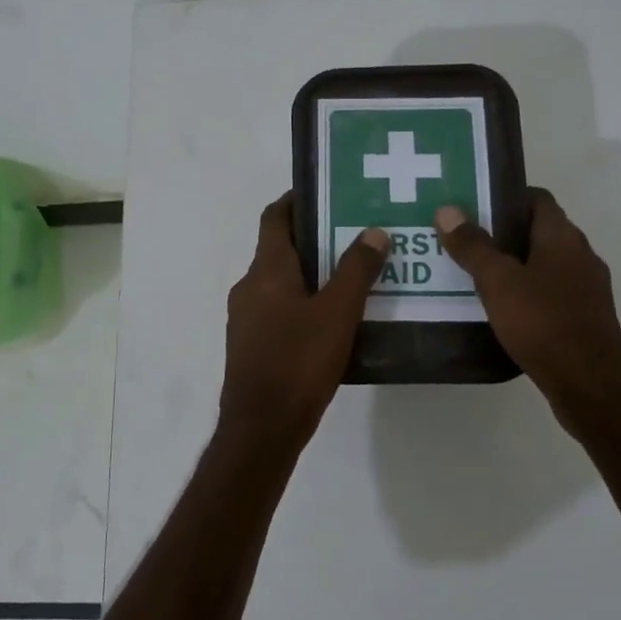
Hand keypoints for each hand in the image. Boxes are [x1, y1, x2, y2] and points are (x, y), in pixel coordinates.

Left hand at [220, 193, 387, 447]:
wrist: (262, 427)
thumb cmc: (298, 361)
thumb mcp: (337, 312)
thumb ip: (356, 270)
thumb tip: (373, 231)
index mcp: (266, 269)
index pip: (275, 217)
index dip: (296, 200)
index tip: (327, 192)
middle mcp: (250, 286)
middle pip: (280, 248)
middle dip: (315, 238)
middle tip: (355, 234)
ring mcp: (247, 317)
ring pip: (282, 281)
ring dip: (312, 273)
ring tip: (353, 275)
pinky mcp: (253, 344)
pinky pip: (280, 309)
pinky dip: (304, 302)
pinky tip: (335, 318)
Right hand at [435, 189, 620, 413]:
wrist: (590, 384)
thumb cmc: (543, 322)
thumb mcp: (498, 281)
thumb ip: (472, 246)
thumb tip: (447, 210)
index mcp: (563, 237)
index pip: (536, 198)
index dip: (505, 197)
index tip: (473, 206)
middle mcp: (580, 255)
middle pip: (538, 231)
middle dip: (502, 233)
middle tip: (464, 239)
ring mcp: (587, 288)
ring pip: (544, 263)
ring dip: (514, 264)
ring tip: (475, 274)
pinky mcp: (585, 317)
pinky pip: (551, 291)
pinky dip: (527, 292)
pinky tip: (501, 308)